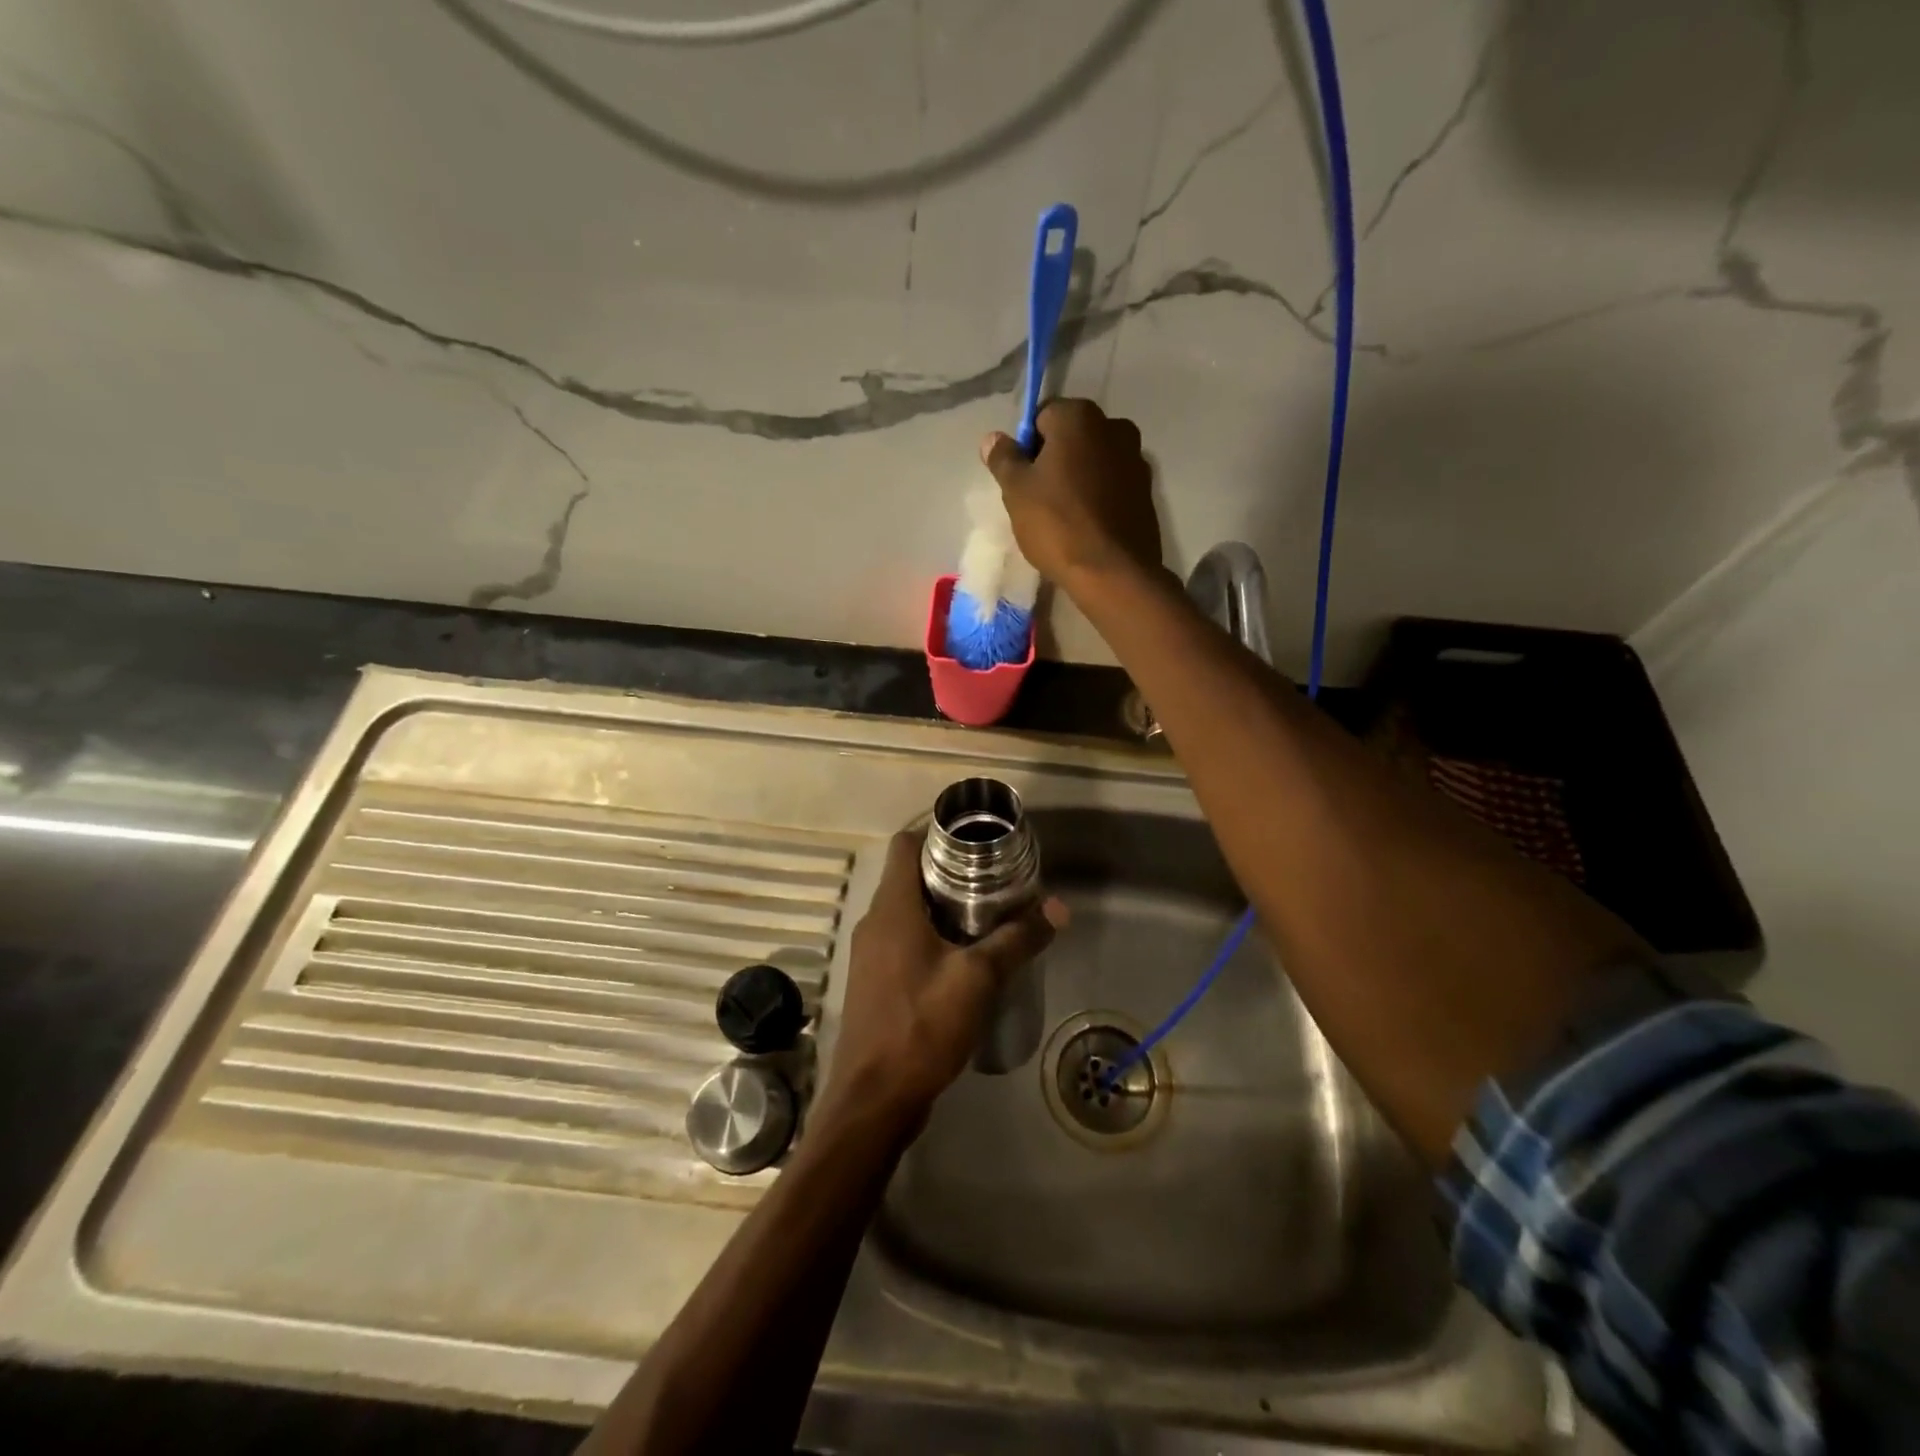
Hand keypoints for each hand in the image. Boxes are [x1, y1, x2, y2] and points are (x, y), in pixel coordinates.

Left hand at [818, 831, 1065, 1134]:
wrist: (873, 1099)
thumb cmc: (921, 1026)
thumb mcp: (978, 978)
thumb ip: (1017, 939)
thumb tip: (1058, 907)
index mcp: (892, 908)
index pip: (906, 844)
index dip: (937, 832)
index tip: (977, 837)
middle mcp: (875, 922)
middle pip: (910, 876)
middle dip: (951, 870)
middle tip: (995, 875)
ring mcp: (871, 953)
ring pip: (908, 910)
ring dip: (943, 905)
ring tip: (988, 911)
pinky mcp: (876, 981)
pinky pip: (904, 940)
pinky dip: (932, 934)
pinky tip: (966, 955)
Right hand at [981, 398, 1162, 588]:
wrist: (1112, 572)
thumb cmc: (1057, 524)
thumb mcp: (1016, 492)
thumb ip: (1004, 459)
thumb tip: (993, 439)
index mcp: (1080, 417)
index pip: (1043, 417)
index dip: (1027, 446)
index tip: (1021, 478)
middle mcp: (1114, 427)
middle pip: (1071, 438)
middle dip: (1053, 461)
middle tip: (1037, 499)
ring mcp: (1136, 460)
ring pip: (1094, 462)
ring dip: (1077, 479)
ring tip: (1063, 517)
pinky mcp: (1147, 493)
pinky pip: (1112, 486)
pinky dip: (1098, 498)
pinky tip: (1086, 527)